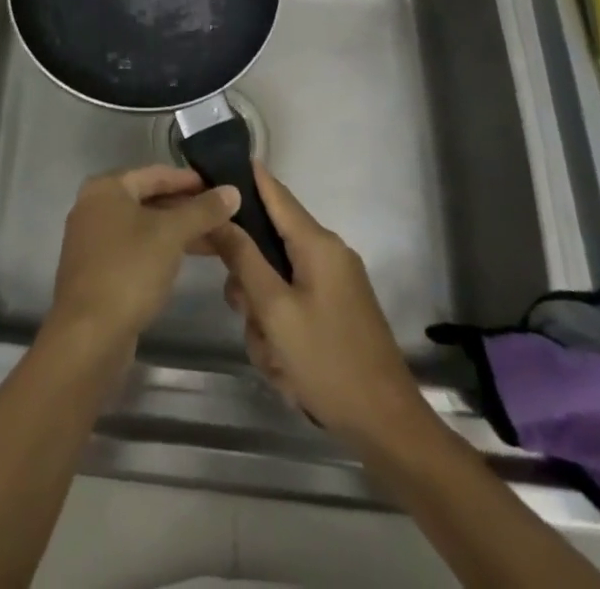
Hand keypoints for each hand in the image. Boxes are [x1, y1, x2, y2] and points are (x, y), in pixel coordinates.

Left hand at [48, 166, 240, 349]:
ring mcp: (93, 239)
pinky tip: (185, 260)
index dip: (191, 180)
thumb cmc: (129, 270)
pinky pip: (135, 248)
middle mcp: (94, 206)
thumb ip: (203, 210)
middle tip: (224, 217)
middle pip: (149, 199)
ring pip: (144, 226)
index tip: (222, 189)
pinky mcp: (98, 269)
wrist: (89, 335)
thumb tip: (233, 191)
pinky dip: (160, 249)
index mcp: (106, 187)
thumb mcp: (171, 235)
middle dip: (187, 208)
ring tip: (215, 240)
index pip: (156, 174)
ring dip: (177, 231)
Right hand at [212, 164, 426, 448]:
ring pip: (276, 282)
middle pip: (268, 245)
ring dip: (264, 317)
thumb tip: (220, 212)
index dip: (244, 177)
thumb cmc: (328, 362)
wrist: (388, 428)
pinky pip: (293, 306)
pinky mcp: (335, 312)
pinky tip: (285, 368)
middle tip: (243, 311)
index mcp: (318, 244)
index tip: (211, 169)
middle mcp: (328, 255)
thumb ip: (243, 258)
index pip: (274, 192)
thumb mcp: (275, 310)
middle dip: (249, 281)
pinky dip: (281, 332)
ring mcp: (334, 285)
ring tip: (272, 356)